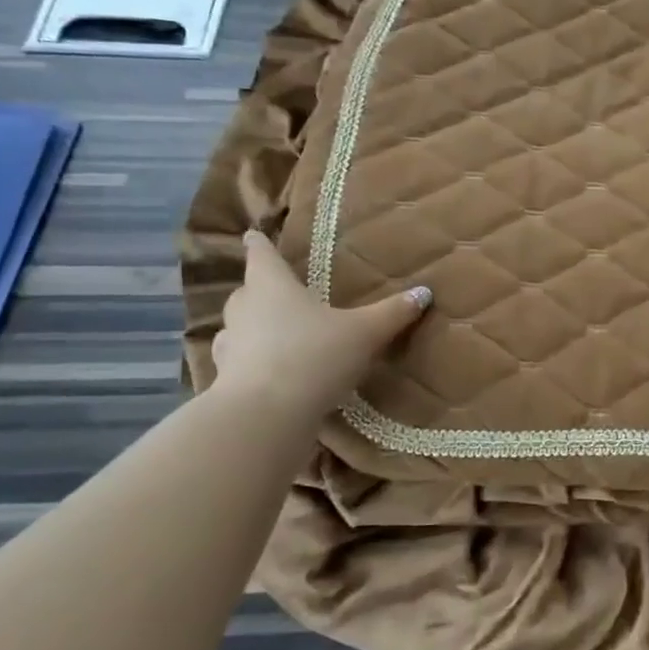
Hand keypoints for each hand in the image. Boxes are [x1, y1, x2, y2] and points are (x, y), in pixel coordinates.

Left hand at [211, 230, 429, 410]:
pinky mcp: (225, 380)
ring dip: (254, 328)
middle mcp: (244, 309)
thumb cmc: (314, 356)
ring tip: (278, 335)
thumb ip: (392, 313)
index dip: (259, 243)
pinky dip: (252, 364)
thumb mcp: (364, 333)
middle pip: (248, 290)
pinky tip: (272, 375)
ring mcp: (229, 346)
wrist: (266, 415)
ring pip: (239, 327)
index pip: (260, 254)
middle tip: (281, 292)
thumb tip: (424, 292)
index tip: (253, 234)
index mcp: (271, 285)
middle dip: (261, 289)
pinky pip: (239, 363)